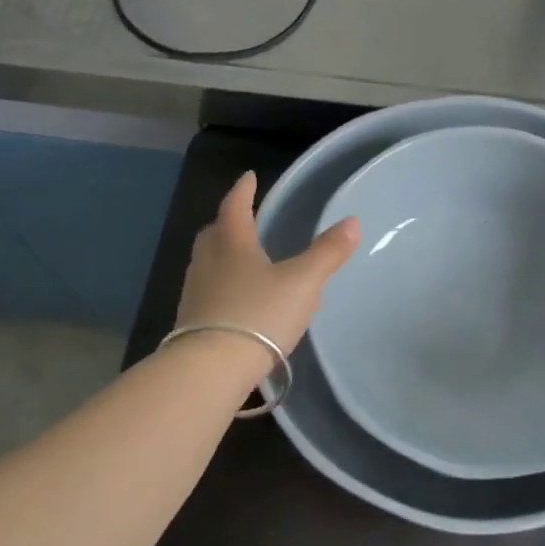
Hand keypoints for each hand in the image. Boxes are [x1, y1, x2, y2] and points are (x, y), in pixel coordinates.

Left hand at [174, 172, 359, 381]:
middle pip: (215, 232)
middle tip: (243, 218)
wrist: (211, 368)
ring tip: (242, 258)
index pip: (235, 206)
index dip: (244, 190)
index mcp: (232, 243)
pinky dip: (221, 284)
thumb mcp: (303, 282)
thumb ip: (327, 253)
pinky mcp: (191, 321)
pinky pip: (207, 290)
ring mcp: (195, 292)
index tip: (249, 177)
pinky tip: (236, 299)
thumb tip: (353, 221)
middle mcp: (208, 261)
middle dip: (228, 222)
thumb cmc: (259, 314)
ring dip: (223, 254)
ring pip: (208, 262)